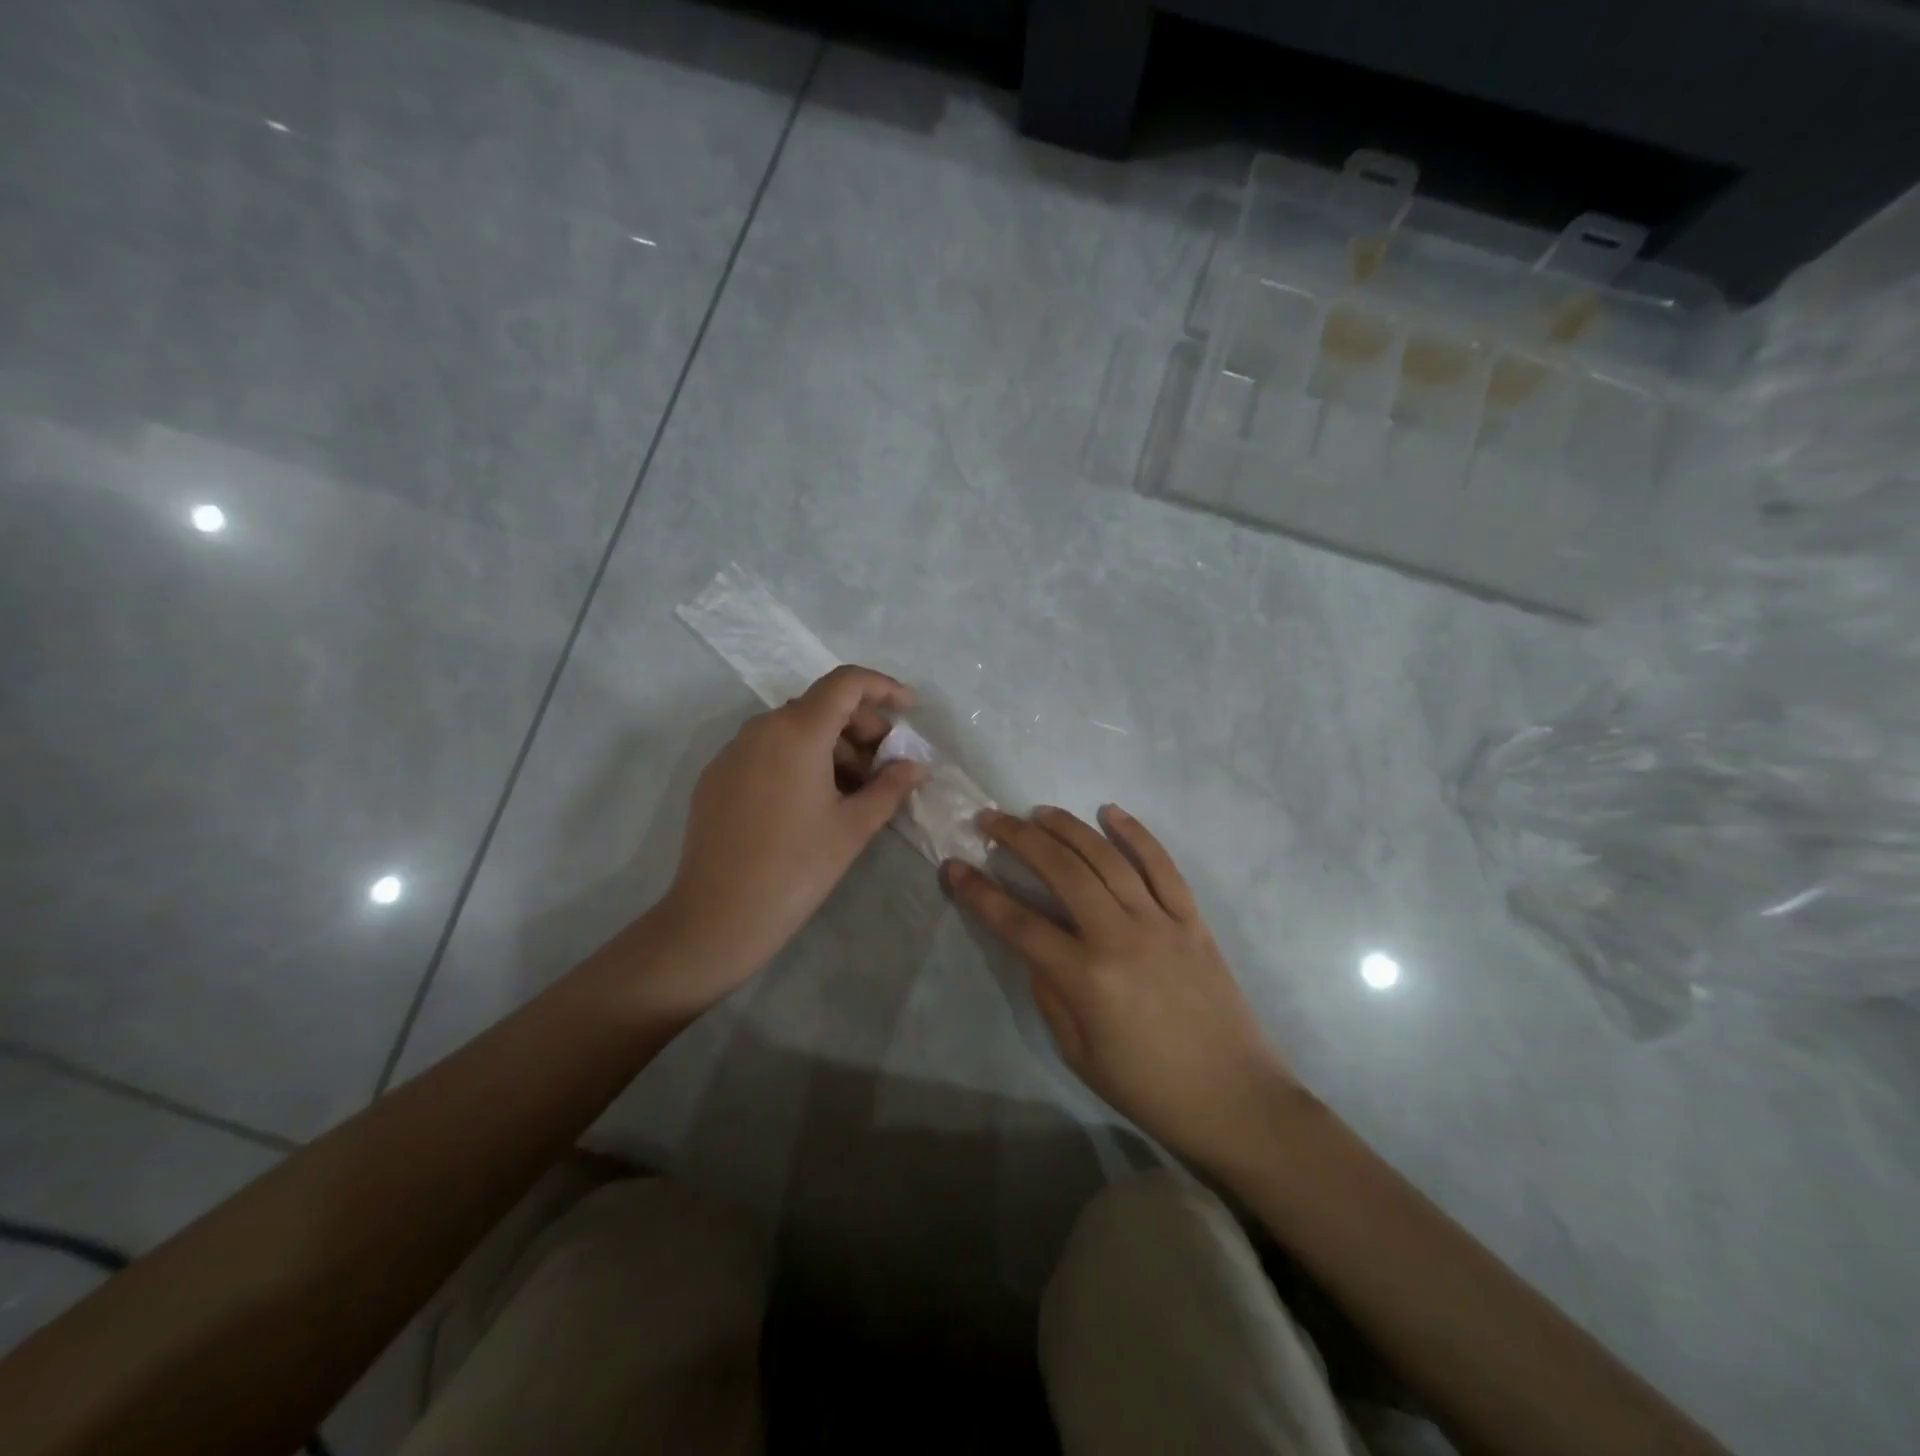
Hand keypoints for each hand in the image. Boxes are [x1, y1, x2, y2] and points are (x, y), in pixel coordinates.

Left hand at [657, 665, 927, 1005]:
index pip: (846, 683)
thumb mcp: (853, 827)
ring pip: (794, 729)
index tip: (911, 709)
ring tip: (853, 790)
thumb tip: (916, 767)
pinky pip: (768, 750)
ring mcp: (733, 751)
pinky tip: (812, 801)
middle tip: (886, 765)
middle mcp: (761, 728)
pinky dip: (799, 759)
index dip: (884, 687)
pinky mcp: (717, 776)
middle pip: (821, 705)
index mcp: (797, 731)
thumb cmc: (796, 868)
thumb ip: (890, 787)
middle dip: (861, 726)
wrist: (718, 916)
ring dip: (832, 746)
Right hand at [944, 804, 1296, 1172]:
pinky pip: (1162, 865)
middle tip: (991, 820)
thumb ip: (1049, 992)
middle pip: (1062, 871)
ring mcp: (1160, 922)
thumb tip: (1034, 946)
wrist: (1234, 1099)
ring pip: (1107, 858)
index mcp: (1086, 978)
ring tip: (1038, 813)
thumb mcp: (1078, 1053)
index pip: (1018, 923)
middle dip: (1019, 839)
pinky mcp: (1191, 919)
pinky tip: (1110, 811)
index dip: (980, 893)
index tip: (954, 866)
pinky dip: (1136, 833)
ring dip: (1068, 828)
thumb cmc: (1148, 1088)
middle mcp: (1120, 936)